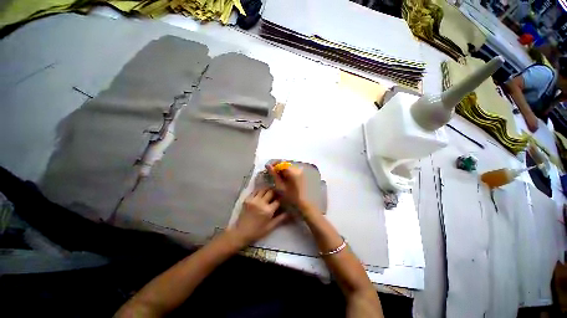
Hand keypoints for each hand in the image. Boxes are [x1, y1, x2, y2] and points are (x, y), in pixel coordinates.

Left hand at [231, 188, 287, 245]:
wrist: (241, 232)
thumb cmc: (257, 231)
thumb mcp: (270, 227)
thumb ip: (280, 218)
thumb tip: (289, 213)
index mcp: (268, 210)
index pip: (277, 201)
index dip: (281, 199)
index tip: (283, 199)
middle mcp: (261, 203)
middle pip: (271, 192)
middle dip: (275, 192)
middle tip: (277, 194)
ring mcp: (253, 200)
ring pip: (263, 189)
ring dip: (268, 189)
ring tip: (270, 192)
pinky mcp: (247, 199)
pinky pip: (255, 191)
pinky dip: (260, 191)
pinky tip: (261, 193)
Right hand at [267, 162, 306, 205]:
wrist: (301, 201)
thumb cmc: (290, 195)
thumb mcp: (280, 185)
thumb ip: (274, 174)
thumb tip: (268, 166)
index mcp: (292, 172)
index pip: (281, 162)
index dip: (273, 164)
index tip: (267, 168)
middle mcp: (297, 169)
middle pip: (284, 163)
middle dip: (277, 167)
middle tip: (271, 173)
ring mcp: (299, 171)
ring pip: (287, 166)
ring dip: (281, 169)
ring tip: (276, 175)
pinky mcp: (300, 173)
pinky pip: (291, 169)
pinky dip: (285, 171)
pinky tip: (283, 177)